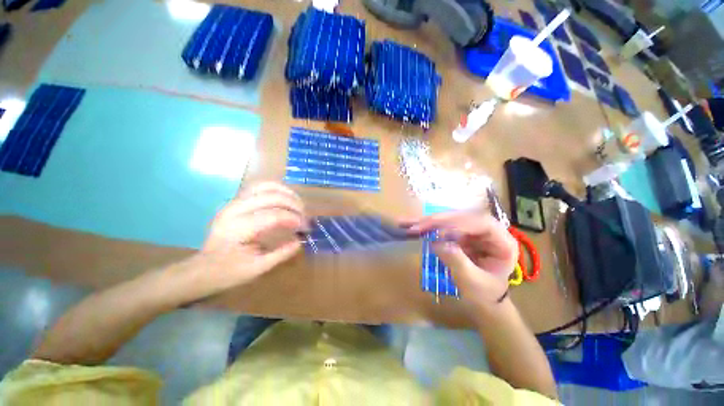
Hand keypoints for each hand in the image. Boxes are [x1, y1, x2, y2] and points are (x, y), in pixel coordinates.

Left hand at [182, 182, 308, 297]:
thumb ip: (281, 254)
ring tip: (299, 204)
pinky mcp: (236, 202)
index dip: (294, 219)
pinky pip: (259, 187)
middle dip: (294, 205)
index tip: (306, 228)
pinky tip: (286, 198)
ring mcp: (234, 203)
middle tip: (305, 217)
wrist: (202, 268)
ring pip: (265, 186)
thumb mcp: (257, 269)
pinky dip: (276, 190)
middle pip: (271, 197)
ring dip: (287, 193)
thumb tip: (300, 241)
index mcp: (237, 229)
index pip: (273, 216)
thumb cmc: (228, 272)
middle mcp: (234, 210)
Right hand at [405, 212, 517, 307]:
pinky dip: (425, 227)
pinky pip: (441, 226)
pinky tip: (411, 225)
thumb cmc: (483, 293)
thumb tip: (437, 243)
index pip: (482, 223)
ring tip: (407, 224)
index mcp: (502, 241)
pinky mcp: (459, 233)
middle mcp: (487, 230)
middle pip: (461, 217)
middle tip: (415, 227)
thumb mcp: (473, 282)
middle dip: (436, 221)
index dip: (459, 224)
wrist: (483, 299)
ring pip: (448, 219)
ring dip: (427, 222)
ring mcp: (472, 230)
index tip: (436, 232)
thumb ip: (458, 262)